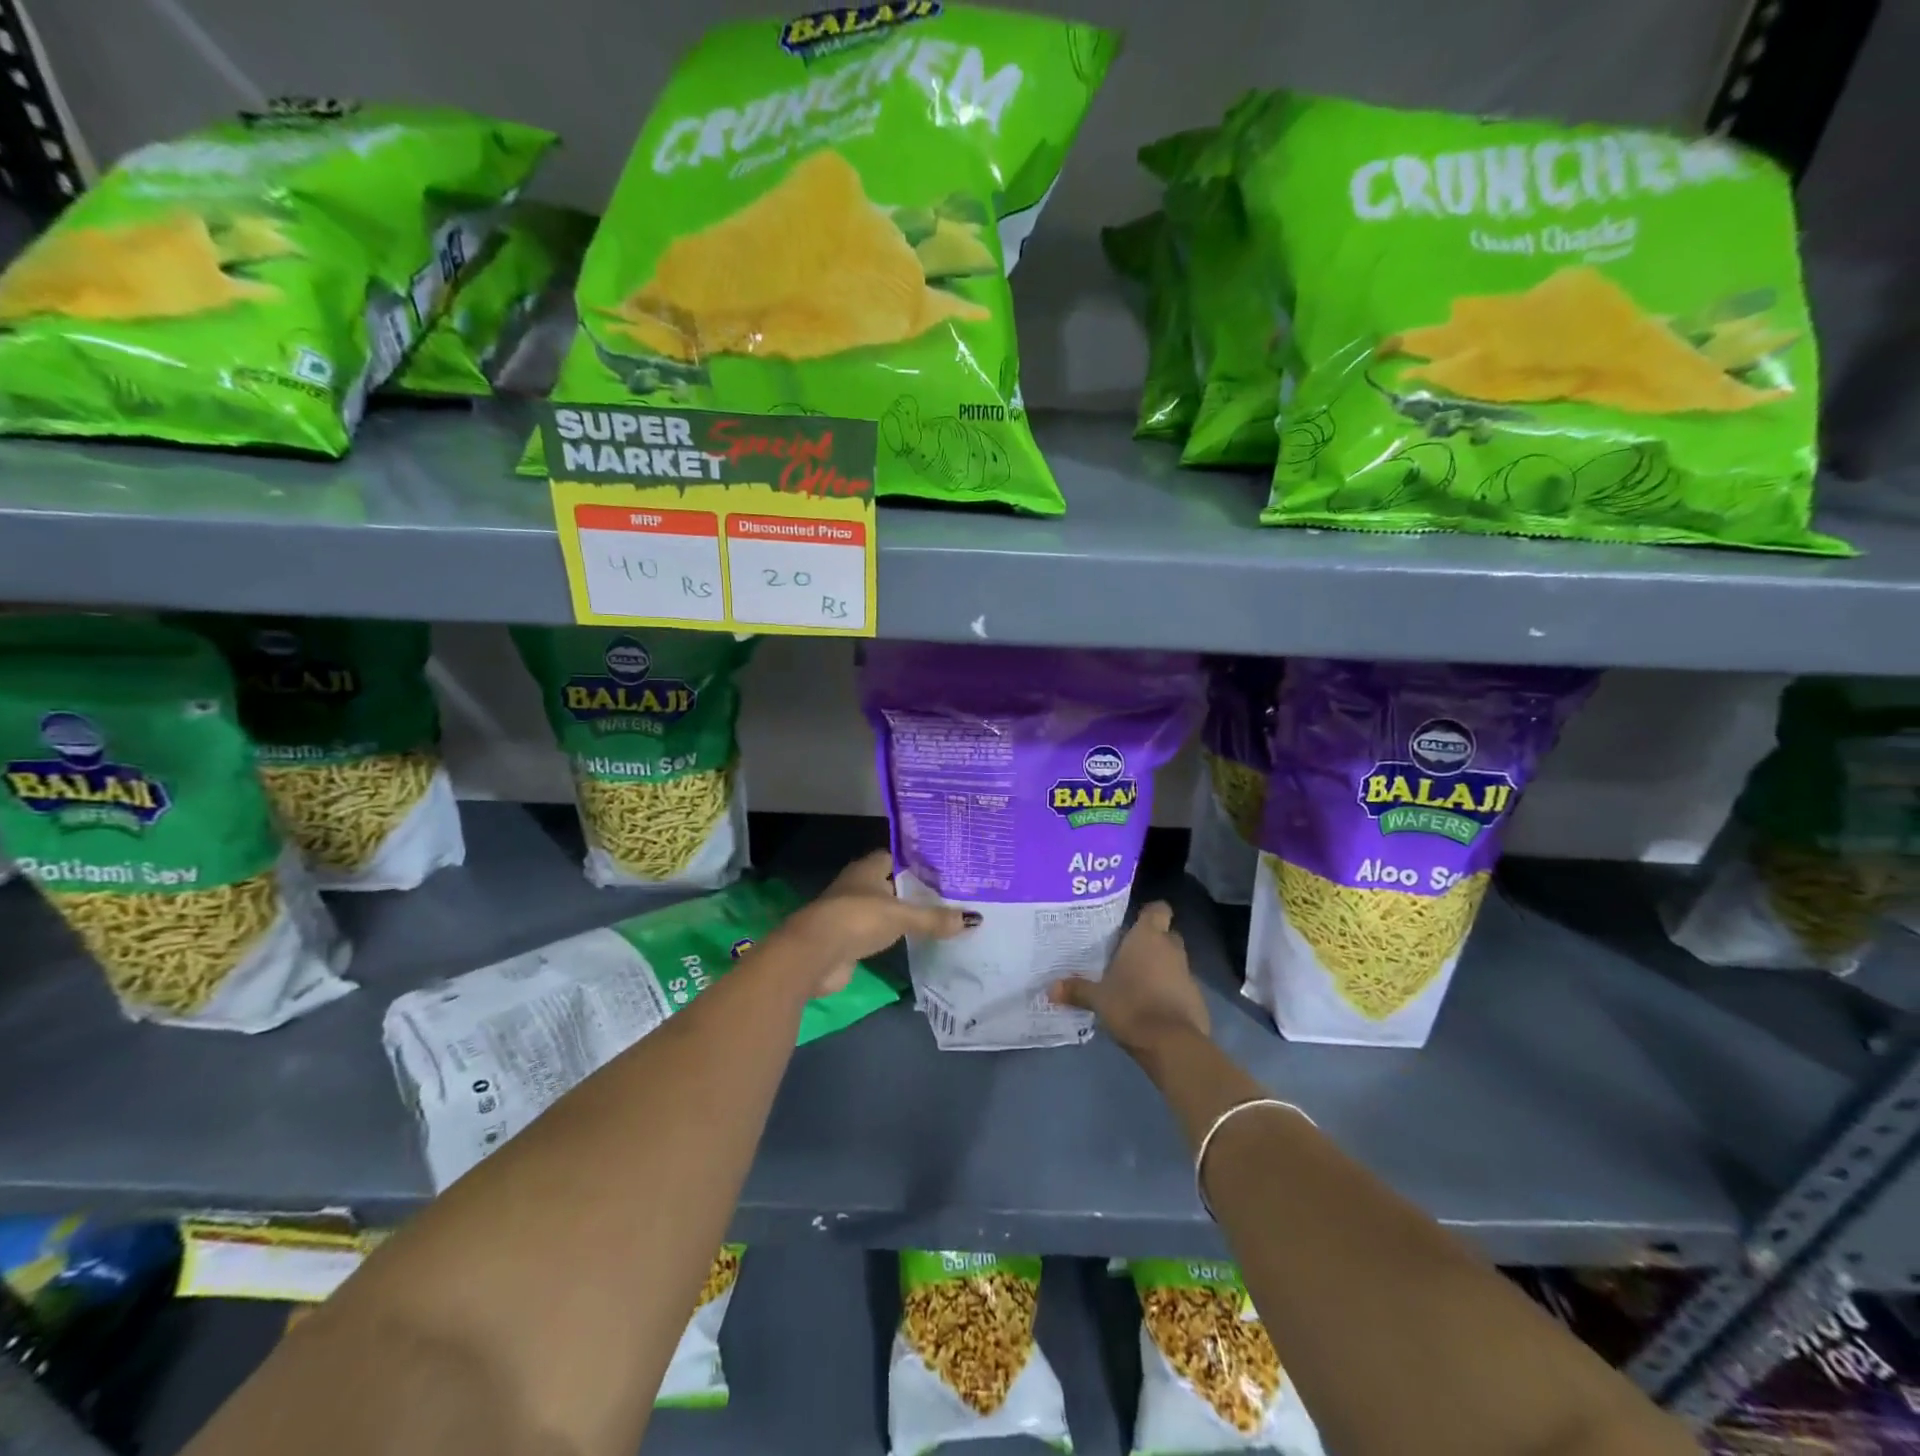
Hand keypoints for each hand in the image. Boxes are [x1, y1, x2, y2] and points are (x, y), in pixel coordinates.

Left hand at [788, 850, 975, 996]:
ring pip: (883, 909)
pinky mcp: (847, 939)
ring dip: (902, 915)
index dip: (917, 862)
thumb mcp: (901, 916)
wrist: (814, 955)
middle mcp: (858, 886)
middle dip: (913, 890)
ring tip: (937, 919)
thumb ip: (934, 918)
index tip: (943, 870)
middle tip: (948, 896)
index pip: (896, 857)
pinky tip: (913, 941)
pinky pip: (876, 933)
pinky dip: (892, 937)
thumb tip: (973, 919)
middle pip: (891, 884)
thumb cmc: (857, 919)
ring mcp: (850, 913)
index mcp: (868, 868)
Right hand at [1049, 902, 1208, 1056]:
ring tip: (1136, 982)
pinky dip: (1169, 991)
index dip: (1148, 914)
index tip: (1132, 923)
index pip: (1158, 909)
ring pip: (1173, 961)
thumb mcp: (1097, 998)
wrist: (1173, 1044)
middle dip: (1152, 942)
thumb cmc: (1131, 1006)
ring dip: (1160, 968)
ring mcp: (1188, 974)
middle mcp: (1171, 949)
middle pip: (1166, 935)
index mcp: (1148, 938)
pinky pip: (1180, 986)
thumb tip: (1050, 988)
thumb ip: (1076, 989)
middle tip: (1128, 954)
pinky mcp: (1197, 998)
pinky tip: (1151, 1006)